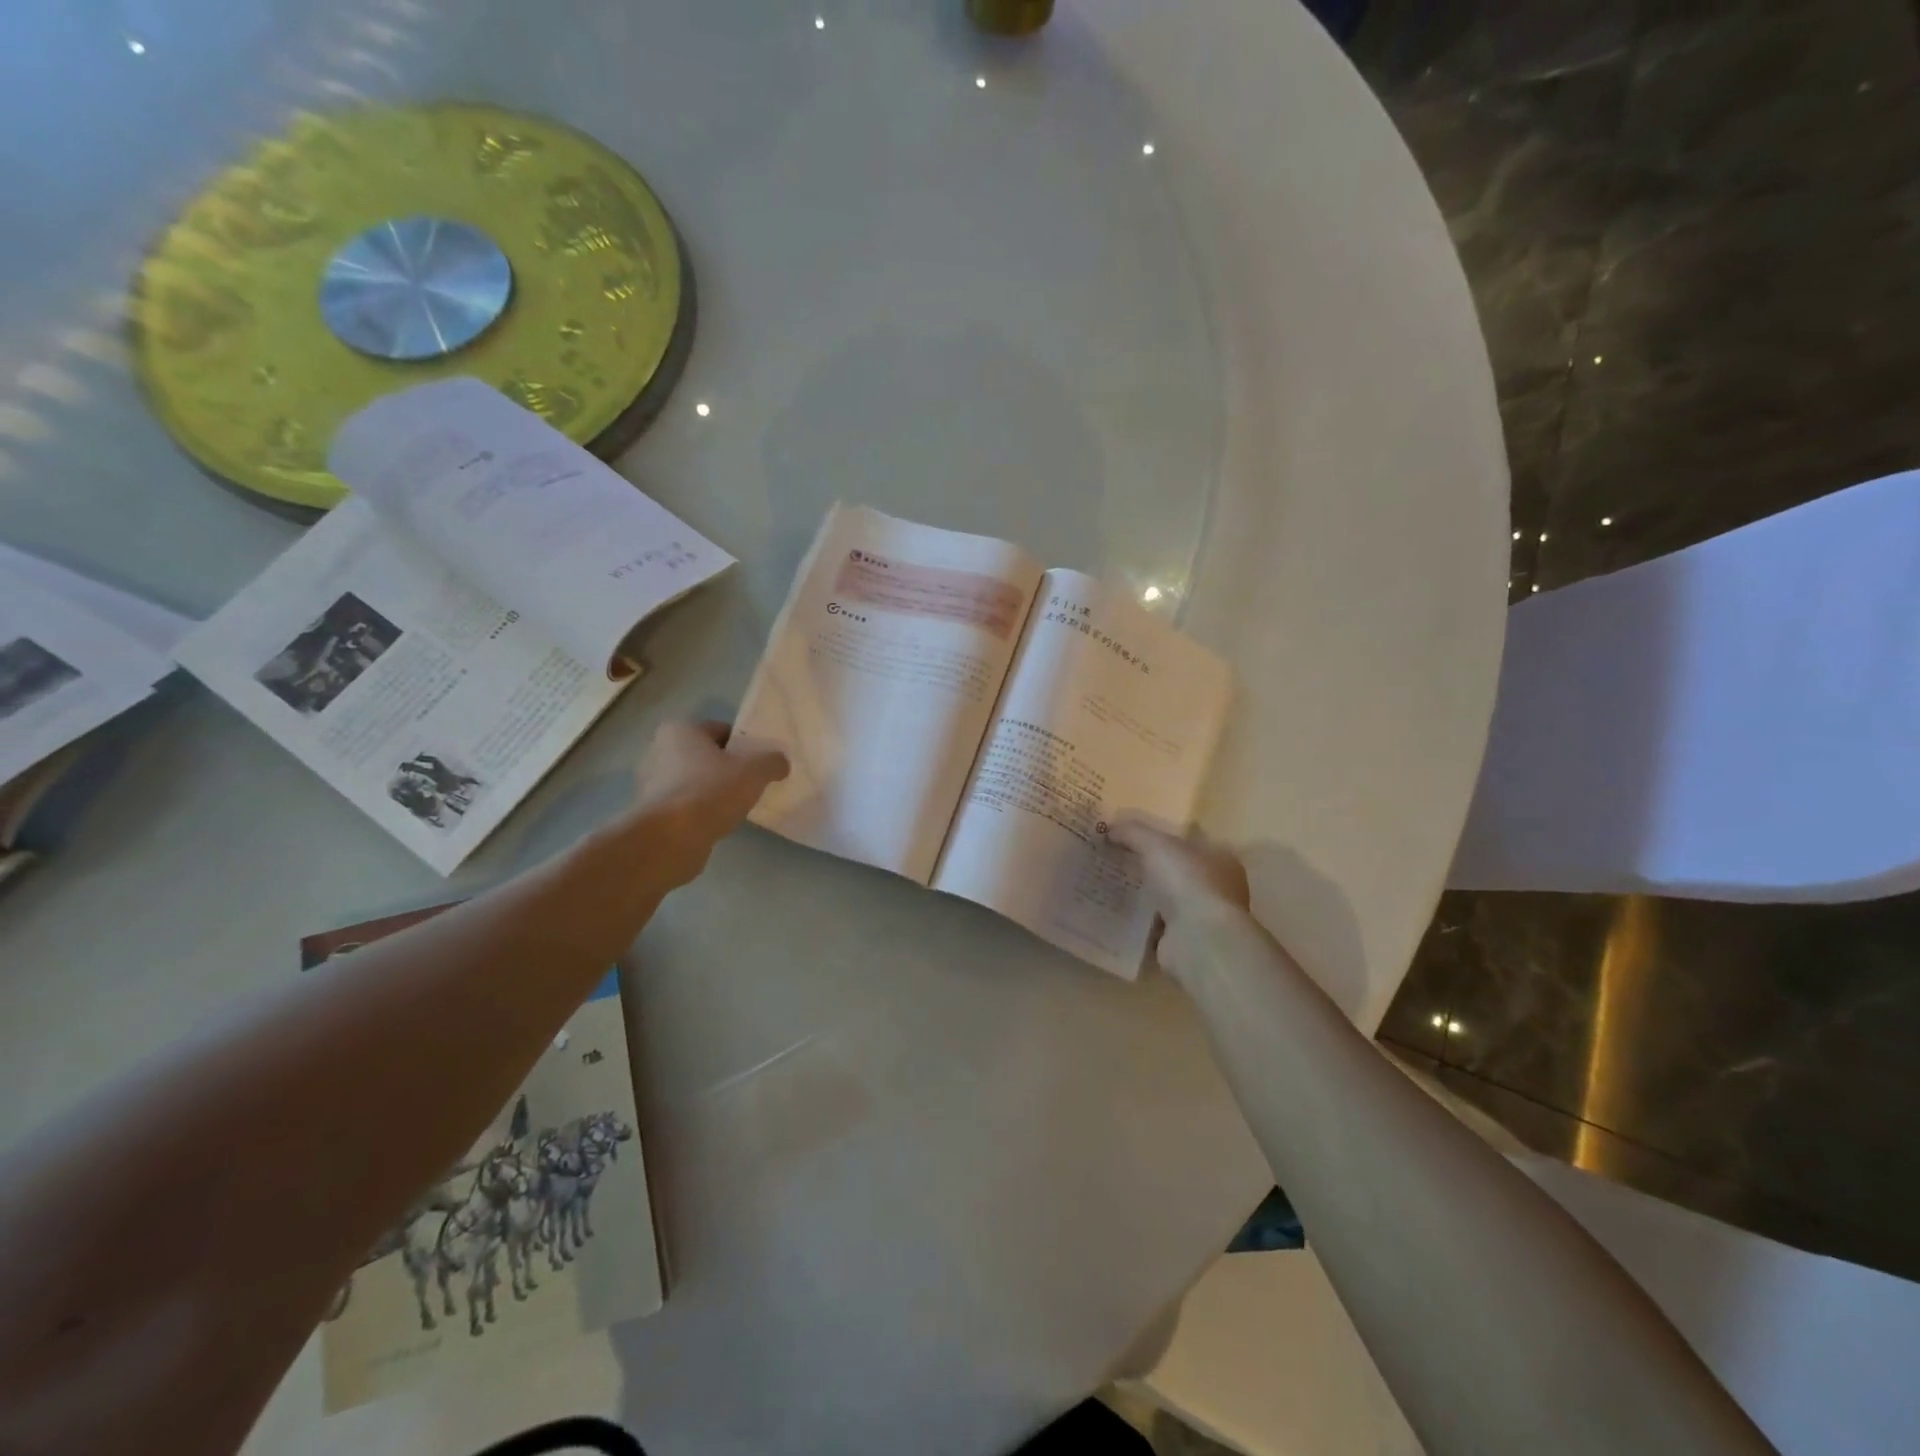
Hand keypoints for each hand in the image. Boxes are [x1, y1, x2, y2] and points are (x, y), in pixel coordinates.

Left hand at [625, 720, 788, 888]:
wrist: (669, 840)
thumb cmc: (710, 792)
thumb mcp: (754, 771)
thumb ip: (772, 761)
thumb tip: (780, 763)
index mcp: (680, 730)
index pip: (722, 730)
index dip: (745, 745)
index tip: (762, 763)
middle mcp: (659, 751)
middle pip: (707, 756)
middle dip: (729, 769)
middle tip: (753, 784)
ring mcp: (651, 785)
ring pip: (696, 782)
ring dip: (715, 792)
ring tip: (738, 807)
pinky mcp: (652, 814)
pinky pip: (686, 806)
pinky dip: (701, 812)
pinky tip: (719, 823)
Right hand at [1108, 819, 1249, 979]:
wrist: (1198, 940)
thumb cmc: (1187, 882)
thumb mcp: (1156, 844)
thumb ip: (1133, 832)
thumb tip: (1109, 828)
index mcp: (1220, 859)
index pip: (1189, 843)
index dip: (1162, 837)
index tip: (1133, 837)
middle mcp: (1216, 888)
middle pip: (1176, 872)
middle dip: (1149, 867)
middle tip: (1115, 859)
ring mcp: (1201, 918)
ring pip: (1166, 899)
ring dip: (1143, 895)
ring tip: (1110, 884)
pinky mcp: (1184, 942)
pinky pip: (1155, 925)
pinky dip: (1139, 921)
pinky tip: (1115, 913)